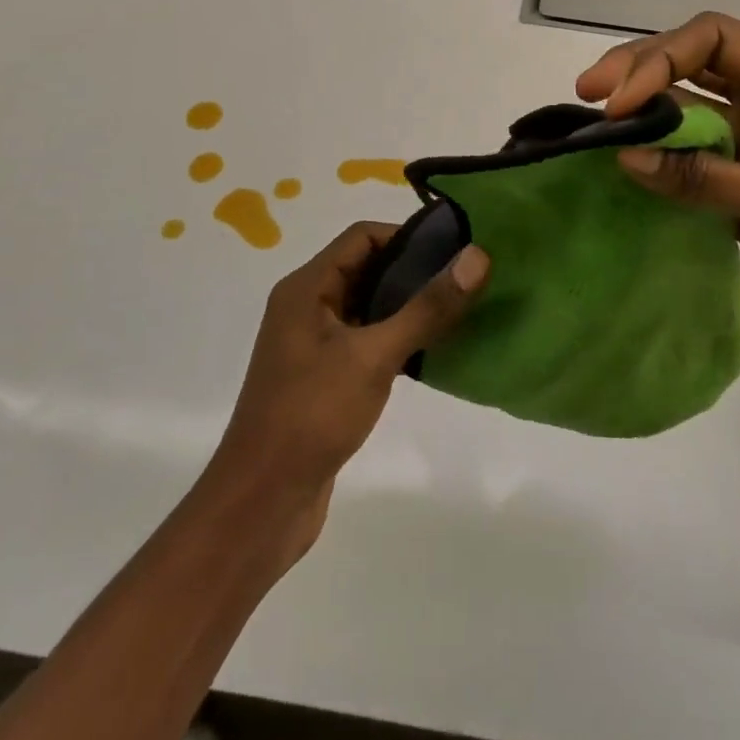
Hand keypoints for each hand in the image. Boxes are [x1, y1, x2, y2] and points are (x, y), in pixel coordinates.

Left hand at [207, 221, 488, 554]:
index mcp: (307, 288)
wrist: (262, 504)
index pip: (362, 237)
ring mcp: (314, 344)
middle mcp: (307, 307)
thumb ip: (427, 307)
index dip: (408, 235)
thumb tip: (477, 257)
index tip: (456, 247)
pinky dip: (397, 337)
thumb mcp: (374, 356)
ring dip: (408, 305)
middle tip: (466, 277)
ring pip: (368, 306)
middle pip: (366, 268)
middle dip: (414, 269)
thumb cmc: (312, 415)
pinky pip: (366, 340)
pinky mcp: (324, 377)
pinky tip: (432, 351)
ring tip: (459, 309)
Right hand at [575, 12, 739, 370]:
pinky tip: (622, 157)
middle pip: (695, 61)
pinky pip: (691, 149)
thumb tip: (624, 156)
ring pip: (688, 103)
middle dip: (640, 72)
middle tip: (587, 94)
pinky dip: (657, 151)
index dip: (660, 60)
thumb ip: (703, 175)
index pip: (717, 39)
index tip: (620, 102)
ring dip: (644, 110)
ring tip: (594, 123)